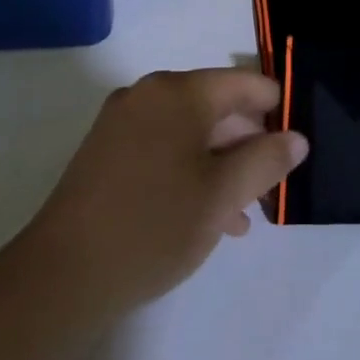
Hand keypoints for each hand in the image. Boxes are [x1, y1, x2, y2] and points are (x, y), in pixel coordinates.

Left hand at [20, 69, 305, 319]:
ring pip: (190, 132)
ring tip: (245, 211)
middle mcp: (148, 94)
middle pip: (216, 105)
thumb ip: (266, 160)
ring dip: (222, 164)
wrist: (64, 275)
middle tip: (272, 184)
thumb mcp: (223, 195)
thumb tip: (296, 138)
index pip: (244, 83)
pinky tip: (208, 216)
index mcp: (178, 92)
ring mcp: (122, 121)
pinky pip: (163, 147)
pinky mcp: (106, 151)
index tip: (295, 146)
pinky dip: (190, 171)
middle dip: (248, 143)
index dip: (276, 110)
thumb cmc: (154, 226)